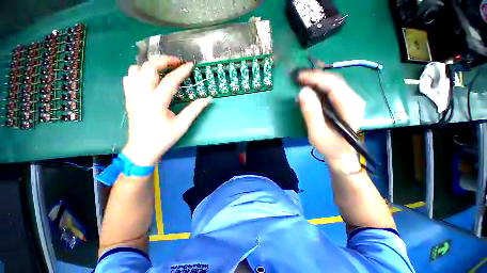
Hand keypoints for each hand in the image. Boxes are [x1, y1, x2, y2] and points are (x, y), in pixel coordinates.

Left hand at [122, 55, 211, 165]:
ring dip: (149, 66)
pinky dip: (139, 73)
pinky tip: (149, 80)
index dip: (182, 71)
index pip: (170, 80)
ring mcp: (132, 95)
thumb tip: (208, 99)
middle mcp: (141, 95)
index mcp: (156, 102)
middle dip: (163, 60)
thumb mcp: (182, 125)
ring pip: (135, 69)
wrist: (142, 149)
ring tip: (162, 70)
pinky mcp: (128, 98)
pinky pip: (129, 78)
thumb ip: (195, 110)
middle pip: (148, 67)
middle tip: (176, 62)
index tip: (191, 65)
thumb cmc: (163, 138)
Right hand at [297, 70, 364, 170]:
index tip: (298, 76)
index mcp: (350, 107)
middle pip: (334, 80)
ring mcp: (351, 100)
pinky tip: (309, 86)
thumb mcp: (317, 133)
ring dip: (316, 79)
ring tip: (301, 78)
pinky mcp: (345, 102)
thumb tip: (302, 91)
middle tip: (297, 76)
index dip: (315, 78)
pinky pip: (331, 88)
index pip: (333, 84)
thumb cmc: (330, 147)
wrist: (342, 155)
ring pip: (333, 82)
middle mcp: (354, 99)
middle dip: (315, 76)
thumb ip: (311, 113)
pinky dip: (319, 85)